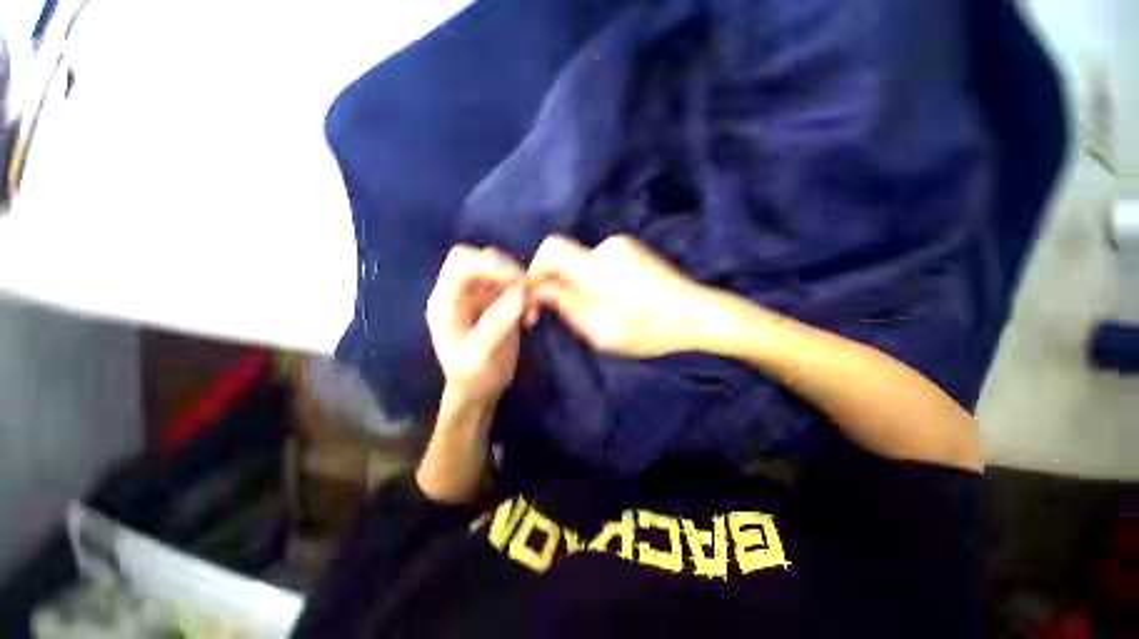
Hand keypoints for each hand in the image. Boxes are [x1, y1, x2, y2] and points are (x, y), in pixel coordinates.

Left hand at [426, 245, 526, 408]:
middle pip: (480, 259)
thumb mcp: (481, 355)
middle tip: (527, 292)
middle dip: (507, 270)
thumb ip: (497, 322)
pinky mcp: (496, 302)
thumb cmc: (473, 377)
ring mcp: (478, 296)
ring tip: (532, 309)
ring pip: (500, 270)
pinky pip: (512, 286)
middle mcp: (459, 293)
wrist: (479, 390)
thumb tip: (520, 292)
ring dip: (520, 283)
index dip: (489, 265)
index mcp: (445, 302)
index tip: (517, 282)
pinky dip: (526, 295)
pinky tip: (531, 315)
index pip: (461, 264)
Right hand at [526, 234, 709, 357]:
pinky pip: (599, 259)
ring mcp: (622, 244)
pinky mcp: (632, 247)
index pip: (550, 250)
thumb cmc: (650, 330)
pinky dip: (594, 276)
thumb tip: (542, 291)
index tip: (539, 296)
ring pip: (582, 259)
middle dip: (557, 280)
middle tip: (566, 310)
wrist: (698, 313)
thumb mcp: (602, 331)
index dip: (536, 270)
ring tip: (596, 307)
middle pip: (564, 255)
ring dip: (579, 281)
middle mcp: (606, 247)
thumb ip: (567, 308)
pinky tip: (613, 297)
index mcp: (596, 268)